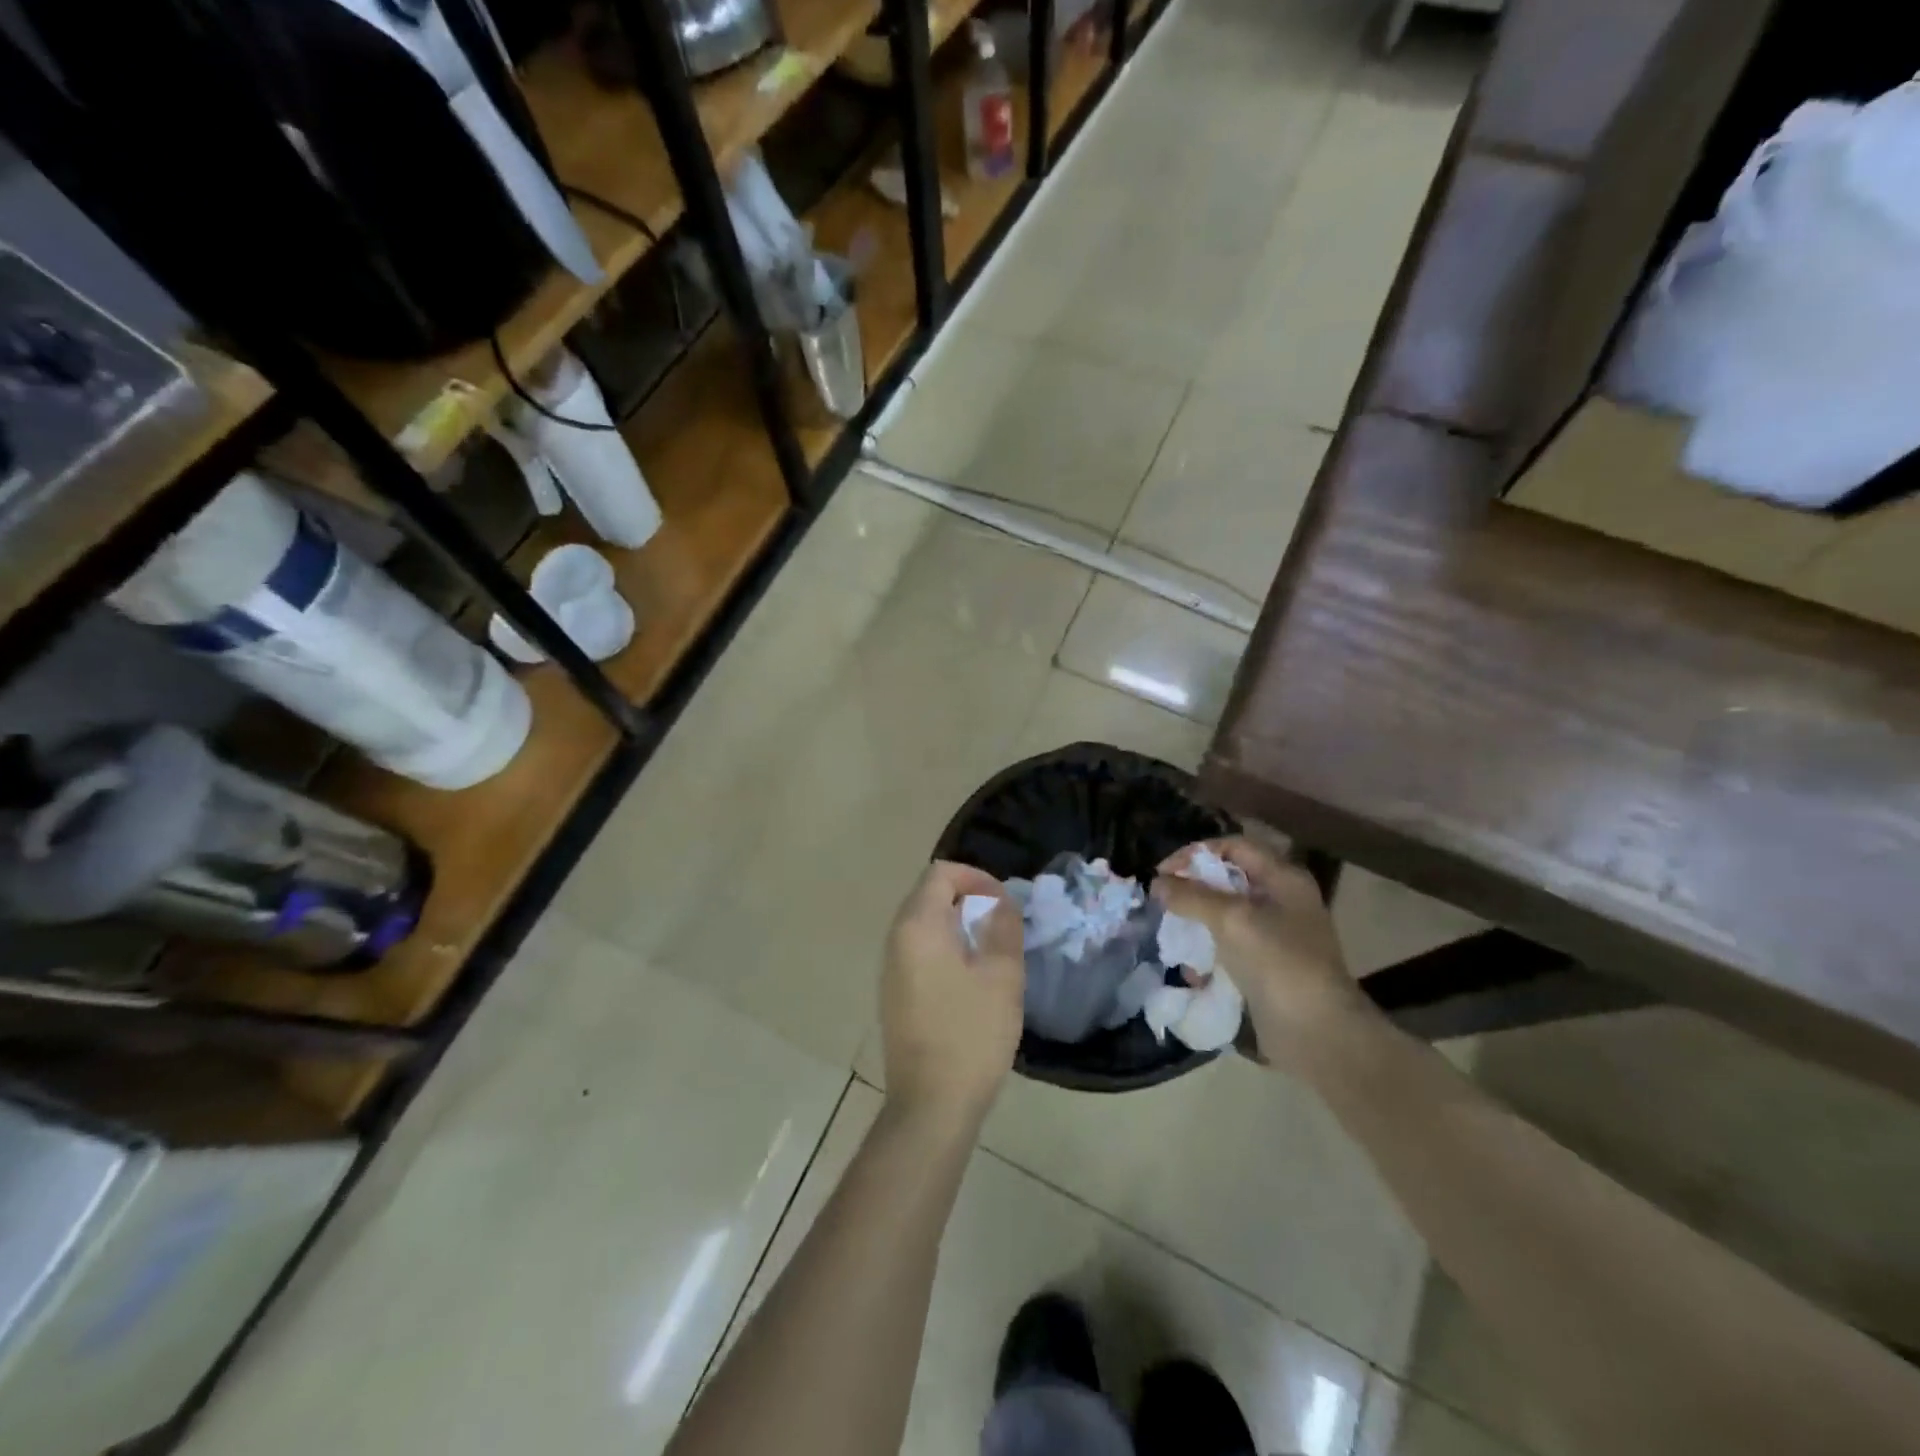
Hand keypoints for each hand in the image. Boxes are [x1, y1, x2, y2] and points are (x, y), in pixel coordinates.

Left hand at [881, 861, 1024, 1125]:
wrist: (931, 1105)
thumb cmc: (971, 1034)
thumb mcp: (1002, 975)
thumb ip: (1003, 927)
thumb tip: (999, 902)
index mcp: (918, 926)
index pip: (941, 873)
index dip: (976, 877)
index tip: (1004, 903)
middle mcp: (896, 939)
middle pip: (929, 895)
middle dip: (968, 899)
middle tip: (1002, 924)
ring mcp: (890, 968)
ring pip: (924, 924)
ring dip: (958, 924)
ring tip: (991, 950)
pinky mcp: (894, 993)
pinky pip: (919, 950)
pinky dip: (945, 947)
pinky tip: (971, 978)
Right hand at [1152, 837, 1376, 1065]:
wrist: (1318, 1032)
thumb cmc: (1278, 962)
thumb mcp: (1231, 920)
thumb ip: (1191, 896)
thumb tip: (1157, 883)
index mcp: (1283, 878)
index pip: (1234, 846)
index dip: (1196, 853)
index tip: (1163, 872)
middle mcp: (1282, 900)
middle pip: (1228, 880)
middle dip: (1193, 889)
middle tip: (1163, 902)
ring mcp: (1276, 935)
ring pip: (1226, 915)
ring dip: (1197, 923)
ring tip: (1174, 937)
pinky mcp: (1268, 966)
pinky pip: (1230, 947)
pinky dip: (1209, 953)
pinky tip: (1192, 971)